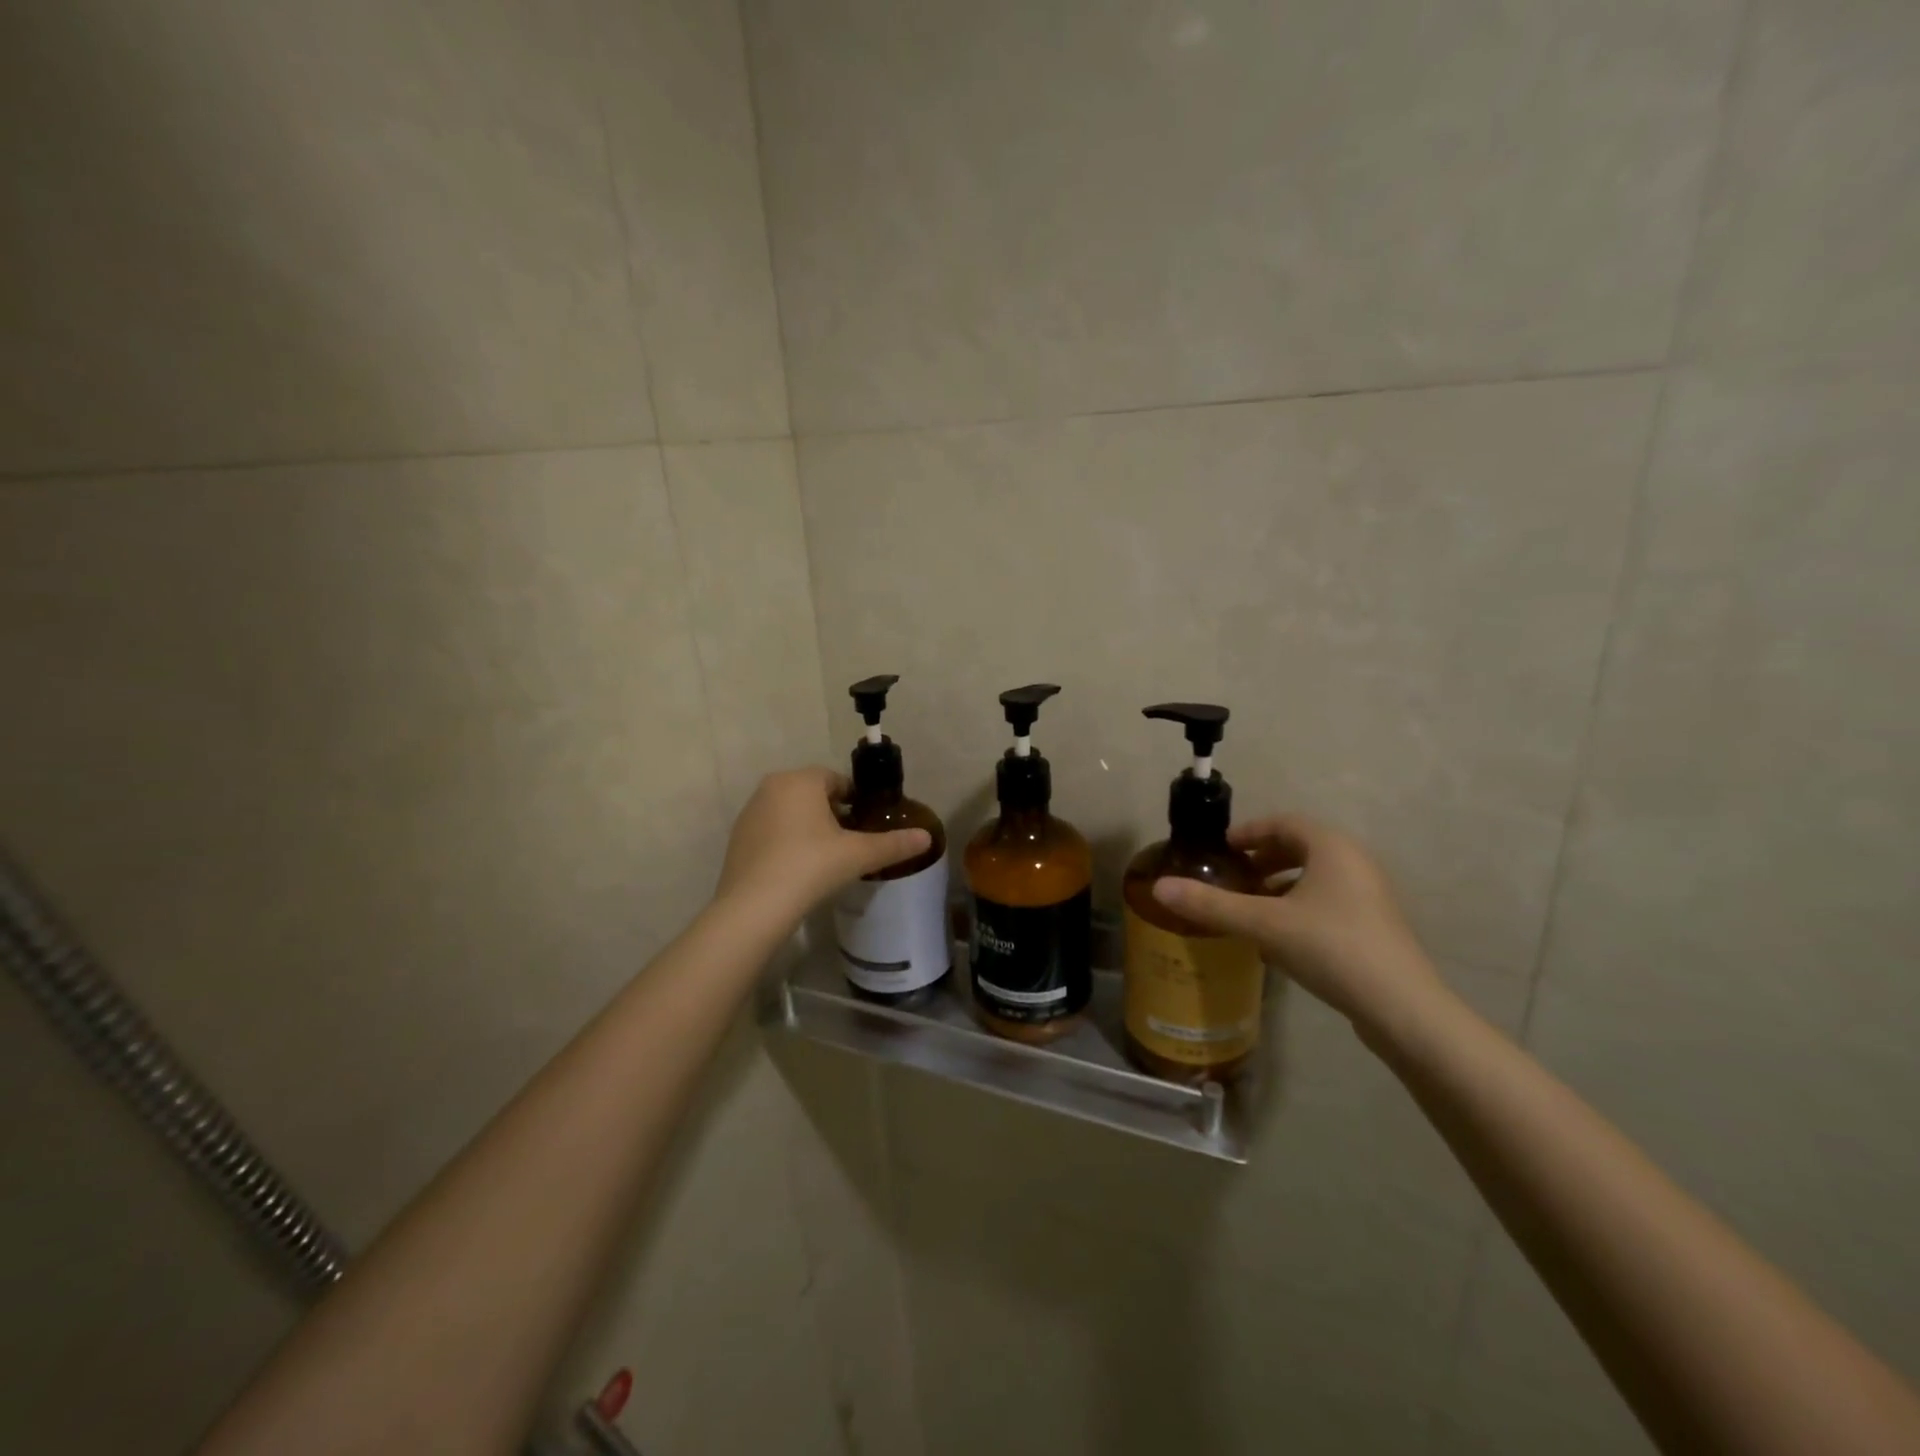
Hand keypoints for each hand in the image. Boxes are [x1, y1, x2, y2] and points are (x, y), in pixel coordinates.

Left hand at [715, 767, 931, 923]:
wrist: (754, 907)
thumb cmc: (811, 867)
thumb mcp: (858, 855)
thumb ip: (893, 844)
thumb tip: (927, 837)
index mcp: (801, 780)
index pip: (838, 780)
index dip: (856, 801)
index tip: (867, 825)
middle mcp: (772, 787)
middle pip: (813, 794)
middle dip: (833, 814)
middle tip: (850, 844)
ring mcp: (751, 812)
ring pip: (791, 812)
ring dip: (809, 827)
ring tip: (826, 859)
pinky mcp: (738, 838)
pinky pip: (772, 831)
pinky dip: (787, 842)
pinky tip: (798, 869)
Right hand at [1151, 815, 1446, 1033]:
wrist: (1402, 1008)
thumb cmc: (1330, 947)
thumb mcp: (1263, 924)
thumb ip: (1211, 904)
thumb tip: (1159, 888)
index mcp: (1331, 847)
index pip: (1283, 823)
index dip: (1249, 831)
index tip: (1222, 849)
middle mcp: (1355, 862)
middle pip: (1301, 847)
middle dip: (1263, 858)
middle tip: (1232, 876)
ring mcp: (1370, 896)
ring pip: (1316, 876)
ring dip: (1281, 884)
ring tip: (1250, 906)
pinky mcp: (1375, 926)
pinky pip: (1329, 901)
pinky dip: (1300, 906)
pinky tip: (1280, 937)